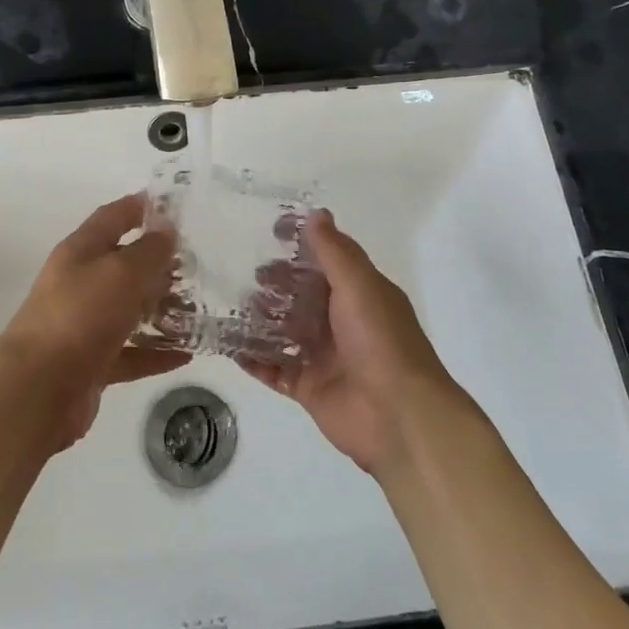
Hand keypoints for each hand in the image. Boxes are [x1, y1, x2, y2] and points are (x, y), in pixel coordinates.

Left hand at [0, 194, 186, 449]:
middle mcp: (80, 283)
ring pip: (128, 310)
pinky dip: (155, 353)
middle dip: (160, 263)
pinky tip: (186, 355)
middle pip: (123, 264)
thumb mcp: (121, 273)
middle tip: (199, 265)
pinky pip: (130, 352)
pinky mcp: (91, 363)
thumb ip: (149, 250)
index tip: (175, 205)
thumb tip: (166, 229)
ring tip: (199, 309)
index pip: (113, 216)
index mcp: (80, 251)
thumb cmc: (80, 316)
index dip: (141, 206)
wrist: (38, 390)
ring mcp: (84, 324)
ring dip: (161, 309)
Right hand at [237, 209, 450, 474]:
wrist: (399, 416)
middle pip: (303, 295)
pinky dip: (254, 360)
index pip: (328, 260)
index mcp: (360, 294)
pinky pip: (275, 370)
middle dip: (277, 284)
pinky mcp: (309, 388)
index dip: (303, 245)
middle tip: (250, 276)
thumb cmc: (381, 340)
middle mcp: (342, 321)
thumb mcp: (359, 285)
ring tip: (235, 307)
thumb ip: (334, 250)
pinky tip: (229, 346)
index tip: (273, 231)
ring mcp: (325, 356)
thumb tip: (316, 213)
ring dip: (262, 319)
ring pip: (286, 331)